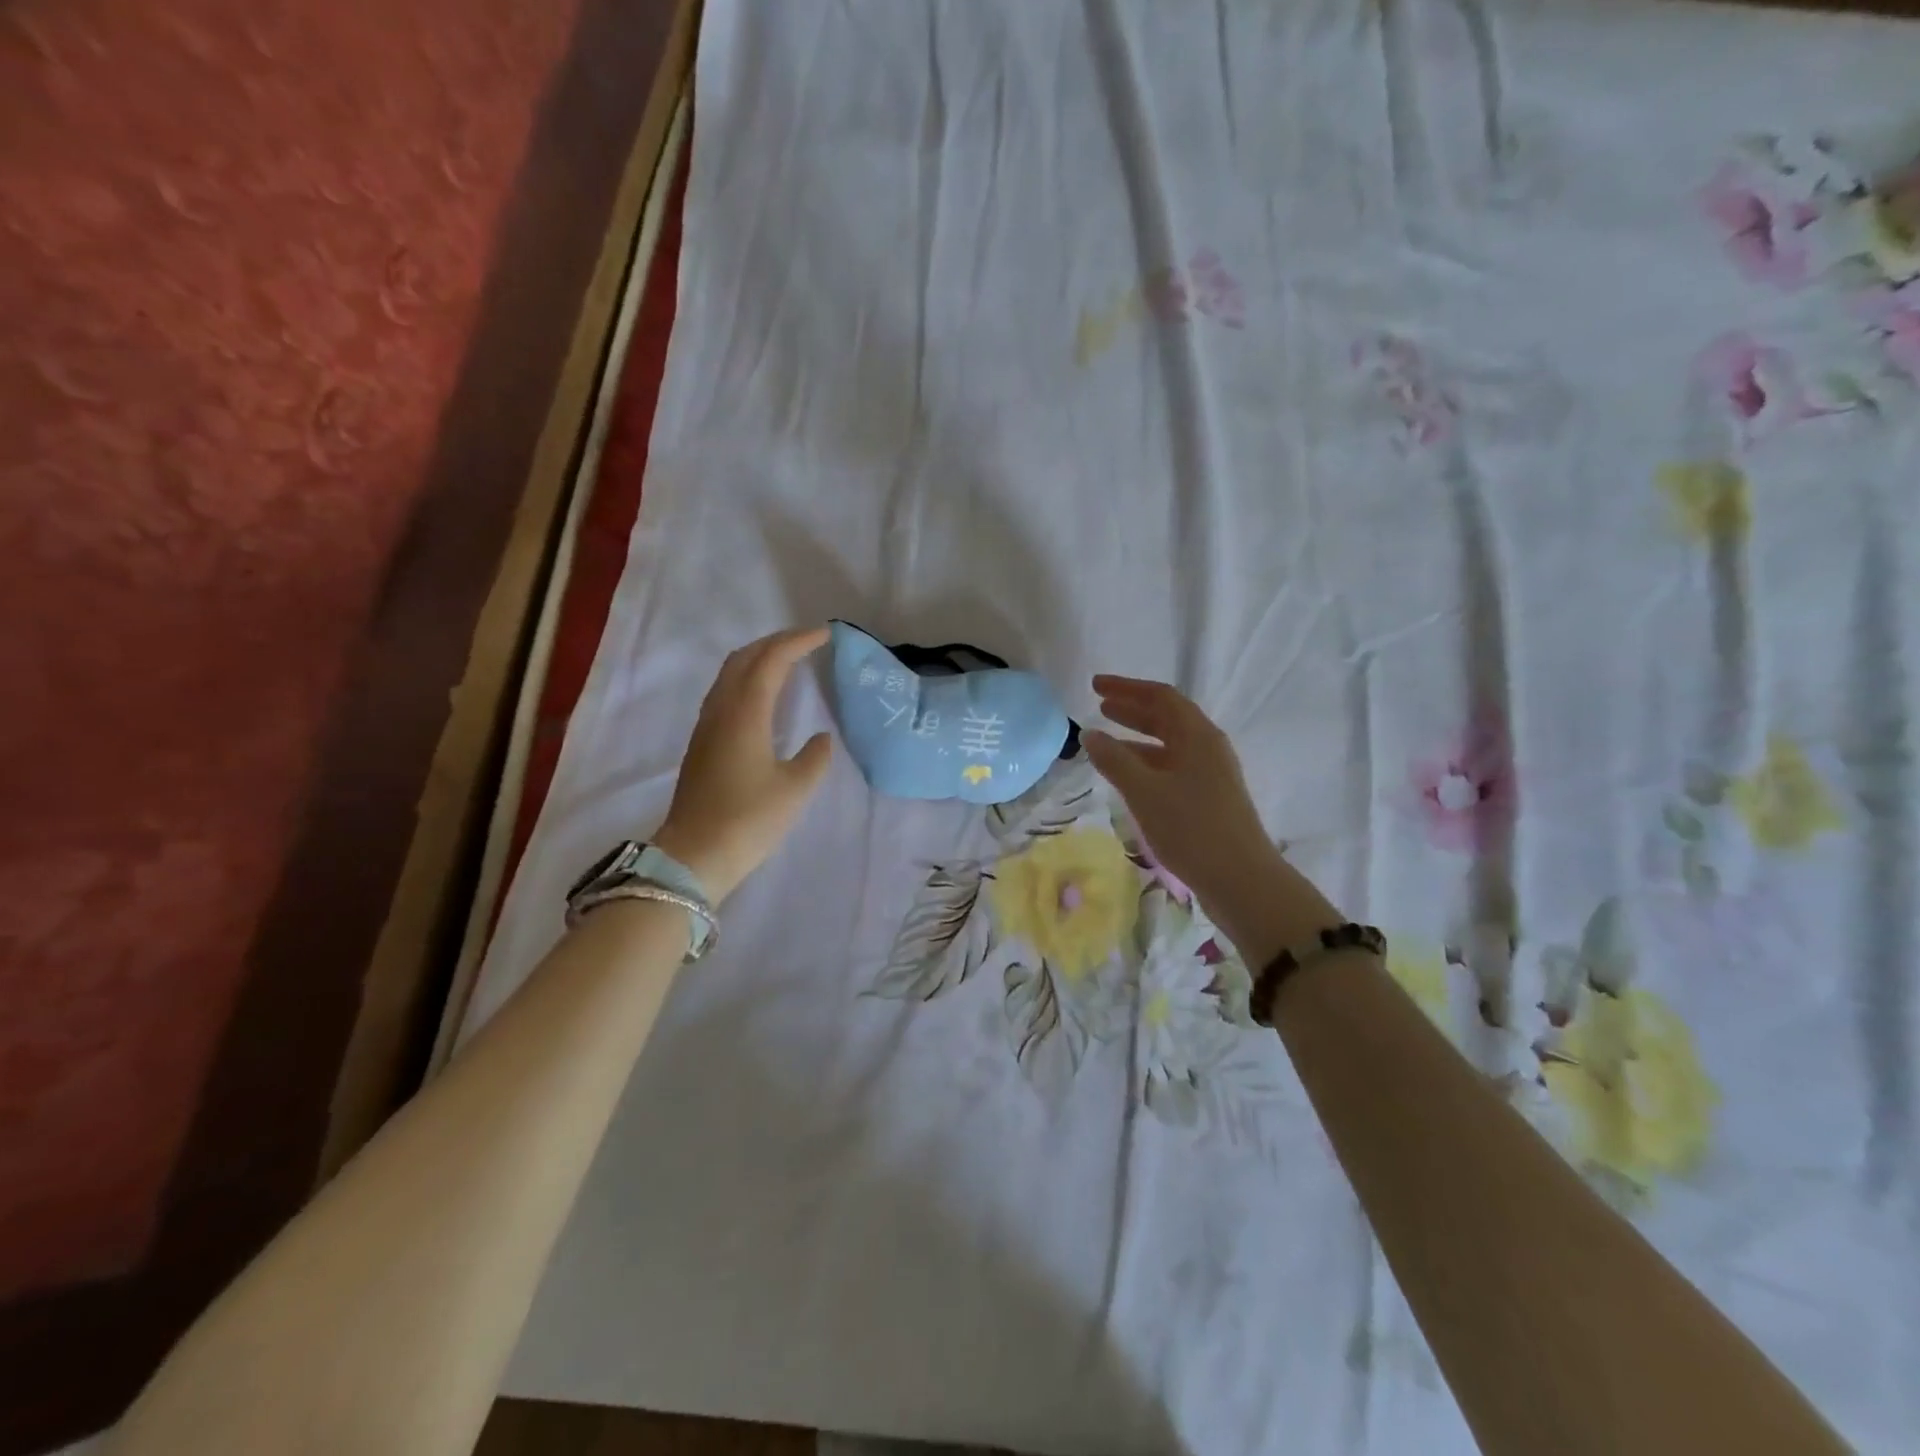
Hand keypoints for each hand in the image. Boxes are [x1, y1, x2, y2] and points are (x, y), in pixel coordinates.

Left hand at [653, 627, 833, 900]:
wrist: (694, 856)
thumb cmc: (748, 820)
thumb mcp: (795, 790)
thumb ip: (814, 758)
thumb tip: (820, 738)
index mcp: (745, 713)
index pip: (771, 660)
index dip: (798, 642)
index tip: (825, 635)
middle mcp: (721, 710)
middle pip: (745, 658)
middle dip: (776, 642)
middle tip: (807, 642)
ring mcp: (706, 726)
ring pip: (730, 674)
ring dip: (758, 658)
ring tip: (787, 661)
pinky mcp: (701, 743)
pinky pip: (725, 692)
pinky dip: (747, 679)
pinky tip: (763, 696)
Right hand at [1083, 675, 1339, 965]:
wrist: (1242, 881)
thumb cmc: (1192, 829)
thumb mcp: (1145, 792)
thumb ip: (1115, 761)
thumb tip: (1090, 734)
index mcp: (1198, 736)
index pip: (1161, 697)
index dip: (1126, 688)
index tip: (1095, 686)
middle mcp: (1207, 747)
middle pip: (1167, 717)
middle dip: (1132, 709)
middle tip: (1099, 705)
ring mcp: (1211, 774)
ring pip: (1169, 744)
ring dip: (1138, 737)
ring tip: (1106, 740)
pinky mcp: (1209, 799)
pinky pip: (1172, 767)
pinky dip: (1146, 763)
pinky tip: (1127, 777)